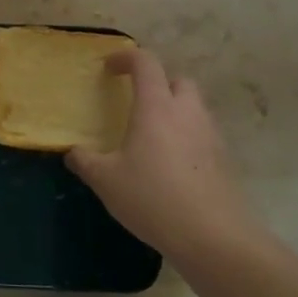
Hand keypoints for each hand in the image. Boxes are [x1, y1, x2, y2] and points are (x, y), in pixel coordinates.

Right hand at [65, 49, 261, 260]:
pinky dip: (186, 139)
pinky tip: (171, 166)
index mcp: (157, 107)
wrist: (214, 238)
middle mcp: (187, 113)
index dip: (126, 58)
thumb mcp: (106, 181)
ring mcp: (211, 136)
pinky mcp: (224, 161)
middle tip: (137, 102)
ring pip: (194, 108)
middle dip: (158, 83)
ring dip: (174, 112)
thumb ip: (85, 161)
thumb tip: (73, 152)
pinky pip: (203, 136)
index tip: (109, 69)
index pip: (146, 63)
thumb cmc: (153, 198)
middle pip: (178, 80)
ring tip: (152, 137)